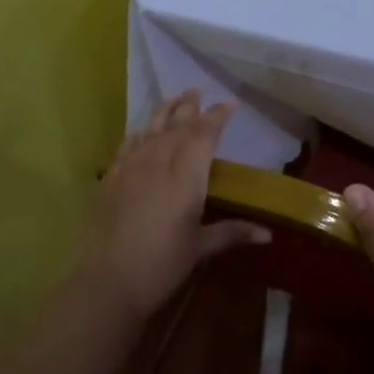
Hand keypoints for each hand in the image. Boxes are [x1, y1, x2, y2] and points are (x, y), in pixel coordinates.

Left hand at [74, 91, 271, 323]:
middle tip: (200, 91)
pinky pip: (127, 146)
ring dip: (165, 111)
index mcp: (186, 177)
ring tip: (176, 97)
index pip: (204, 135)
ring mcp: (130, 169)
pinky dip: (139, 133)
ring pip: (150, 129)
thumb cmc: (161, 266)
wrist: (105, 283)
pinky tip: (142, 131)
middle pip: (176, 125)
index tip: (230, 104)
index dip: (217, 117)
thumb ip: (232, 233)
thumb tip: (268, 235)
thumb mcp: (200, 248)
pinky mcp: (110, 179)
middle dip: (190, 107)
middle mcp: (158, 163)